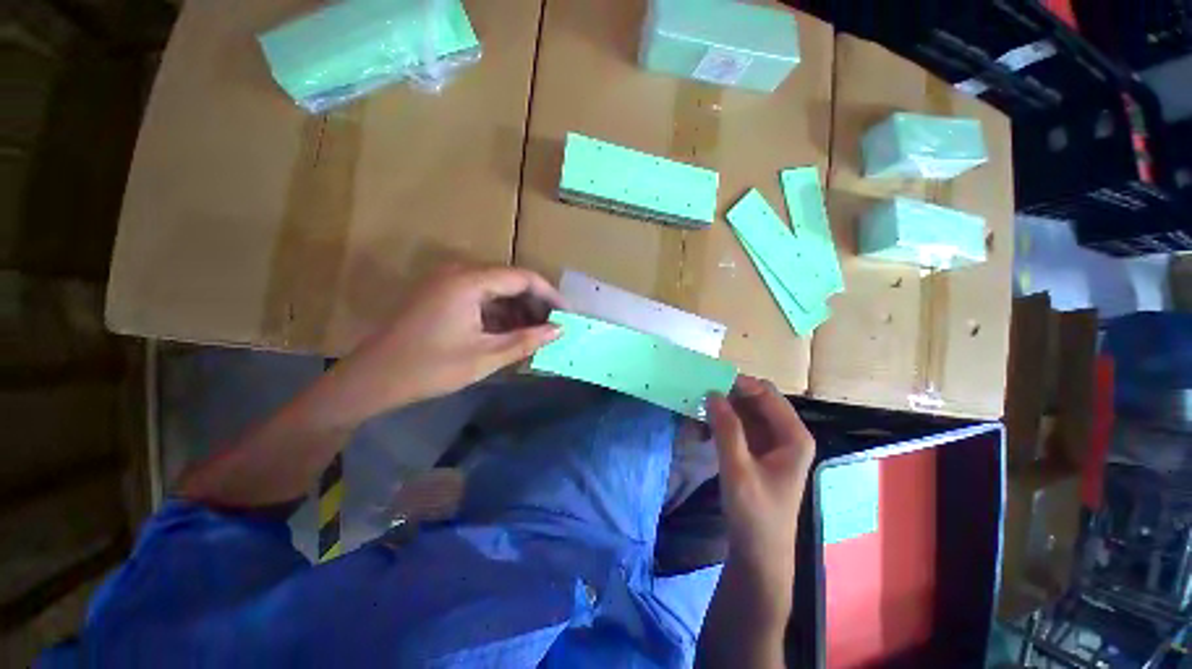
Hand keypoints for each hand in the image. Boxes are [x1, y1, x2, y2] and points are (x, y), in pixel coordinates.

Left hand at [317, 264, 564, 424]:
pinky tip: (512, 331)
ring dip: (519, 309)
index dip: (550, 295)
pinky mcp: (443, 294)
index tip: (567, 315)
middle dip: (536, 303)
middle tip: (554, 326)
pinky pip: (482, 296)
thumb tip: (559, 330)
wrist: (373, 379)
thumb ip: (526, 340)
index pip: (523, 278)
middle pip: (511, 280)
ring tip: (537, 332)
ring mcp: (448, 282)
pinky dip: (500, 312)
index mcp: (469, 282)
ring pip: (497, 289)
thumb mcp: (485, 356)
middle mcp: (459, 272)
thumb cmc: (430, 368)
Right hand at [707, 376, 815, 600]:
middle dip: (728, 396)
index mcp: (793, 436)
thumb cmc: (755, 514)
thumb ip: (726, 428)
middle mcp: (786, 434)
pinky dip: (722, 423)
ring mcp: (772, 443)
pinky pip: (739, 426)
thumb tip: (712, 392)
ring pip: (745, 412)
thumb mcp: (738, 469)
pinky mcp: (757, 452)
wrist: (758, 555)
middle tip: (698, 396)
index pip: (766, 393)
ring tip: (696, 411)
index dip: (739, 384)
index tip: (708, 382)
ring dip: (722, 409)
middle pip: (756, 400)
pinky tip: (703, 428)